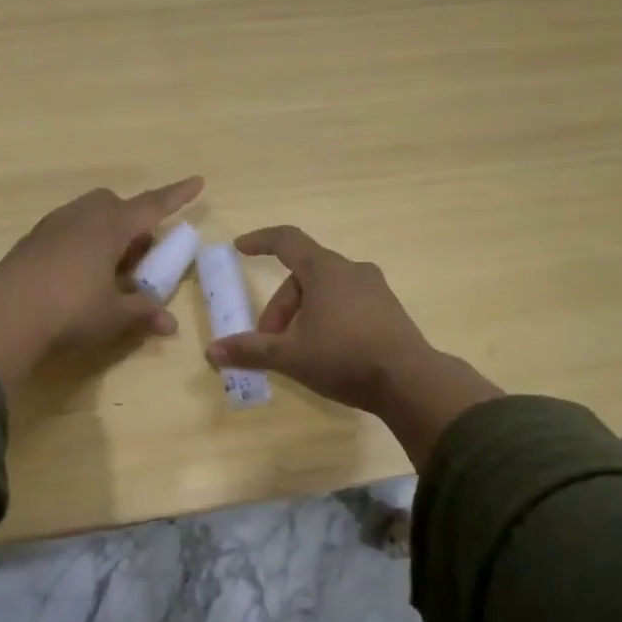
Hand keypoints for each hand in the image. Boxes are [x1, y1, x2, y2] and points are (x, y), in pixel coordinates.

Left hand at [0, 177, 203, 391]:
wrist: (4, 315)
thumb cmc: (70, 311)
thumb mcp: (115, 316)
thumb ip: (143, 313)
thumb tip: (169, 323)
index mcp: (111, 226)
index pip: (153, 205)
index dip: (177, 196)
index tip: (197, 182)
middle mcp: (82, 216)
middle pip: (115, 204)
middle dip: (132, 221)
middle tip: (140, 254)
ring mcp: (53, 225)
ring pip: (88, 215)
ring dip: (106, 231)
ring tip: (109, 268)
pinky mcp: (32, 241)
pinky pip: (67, 230)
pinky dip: (82, 242)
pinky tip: (78, 274)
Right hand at [204, 226, 433, 411]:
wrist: (410, 380)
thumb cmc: (344, 357)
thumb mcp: (290, 355)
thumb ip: (250, 350)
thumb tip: (212, 351)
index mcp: (325, 269)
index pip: (286, 241)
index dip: (260, 241)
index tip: (240, 248)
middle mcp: (351, 270)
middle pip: (302, 277)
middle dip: (280, 307)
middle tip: (269, 341)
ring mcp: (375, 289)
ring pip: (325, 292)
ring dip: (302, 315)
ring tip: (296, 351)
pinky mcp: (388, 310)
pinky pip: (347, 304)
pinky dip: (327, 319)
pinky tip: (326, 351)